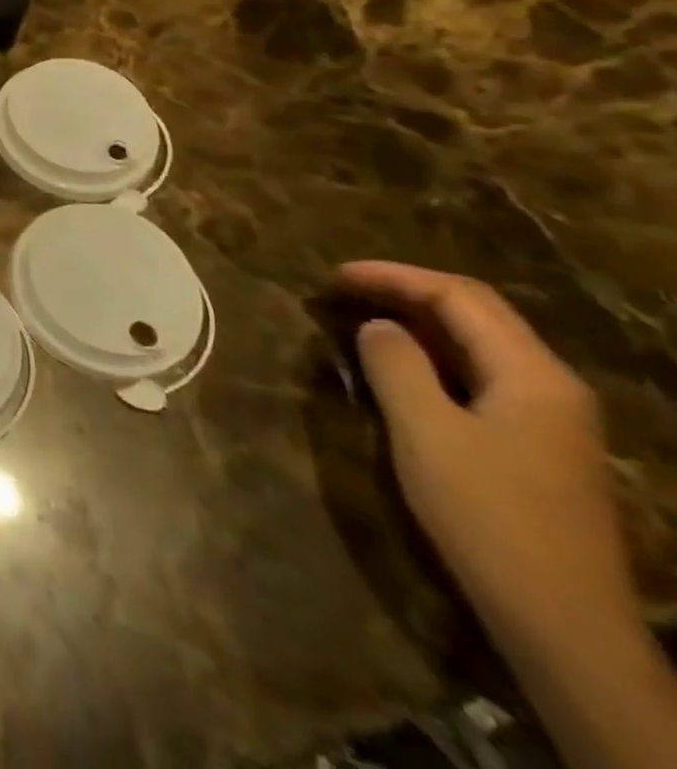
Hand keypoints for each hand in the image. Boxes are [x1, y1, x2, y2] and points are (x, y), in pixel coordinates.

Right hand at [337, 261, 630, 639]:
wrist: (560, 619)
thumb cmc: (487, 514)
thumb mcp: (424, 431)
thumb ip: (395, 365)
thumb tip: (378, 326)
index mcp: (533, 375)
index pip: (460, 297)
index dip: (393, 276)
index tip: (334, 276)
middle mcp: (552, 386)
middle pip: (476, 315)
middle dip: (405, 292)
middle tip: (341, 290)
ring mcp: (550, 419)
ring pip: (478, 345)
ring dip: (418, 322)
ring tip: (360, 316)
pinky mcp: (536, 445)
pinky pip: (479, 375)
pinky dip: (432, 355)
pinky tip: (399, 364)